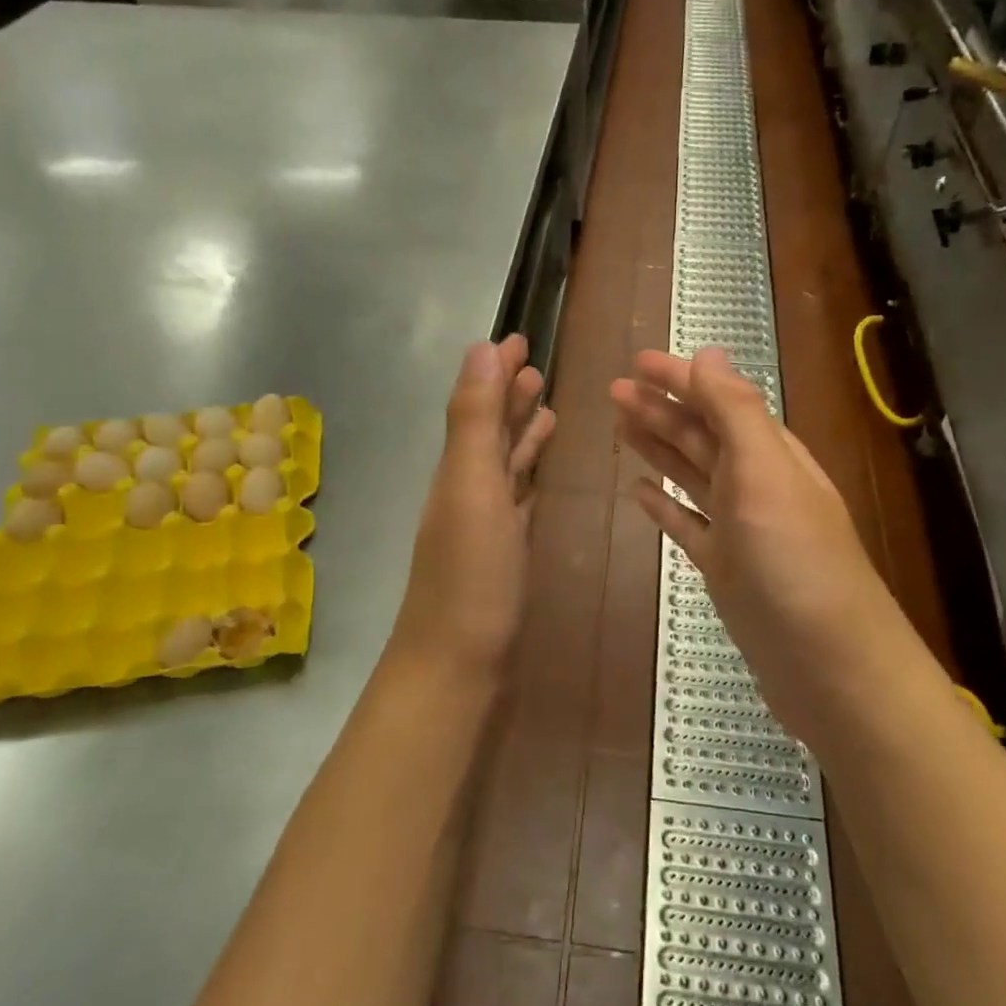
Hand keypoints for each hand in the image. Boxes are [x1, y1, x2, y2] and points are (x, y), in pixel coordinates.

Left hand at [390, 335, 556, 681]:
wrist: (457, 667)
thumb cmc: (470, 576)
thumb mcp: (472, 486)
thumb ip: (476, 419)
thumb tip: (482, 347)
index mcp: (458, 469)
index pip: (478, 405)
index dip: (496, 371)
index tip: (518, 338)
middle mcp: (467, 490)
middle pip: (490, 432)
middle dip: (509, 396)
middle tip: (537, 366)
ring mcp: (484, 525)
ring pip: (504, 466)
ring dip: (521, 434)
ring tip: (548, 409)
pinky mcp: (502, 554)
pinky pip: (517, 501)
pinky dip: (527, 479)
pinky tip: (538, 476)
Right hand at [611, 347, 908, 746]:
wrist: (825, 662)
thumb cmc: (794, 560)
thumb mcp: (766, 474)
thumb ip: (735, 412)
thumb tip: (708, 352)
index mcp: (769, 454)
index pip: (718, 401)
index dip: (679, 379)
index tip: (637, 361)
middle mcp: (754, 484)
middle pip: (700, 435)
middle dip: (660, 408)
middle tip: (614, 390)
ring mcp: (738, 529)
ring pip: (690, 475)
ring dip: (657, 448)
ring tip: (620, 426)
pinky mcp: (724, 568)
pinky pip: (687, 525)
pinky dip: (664, 506)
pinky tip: (639, 493)